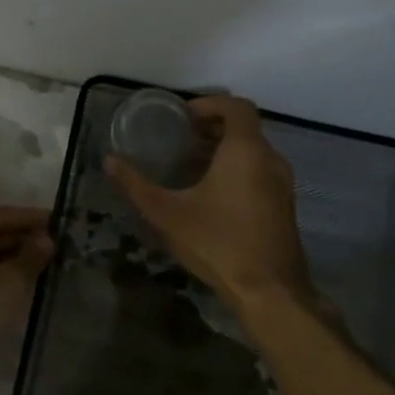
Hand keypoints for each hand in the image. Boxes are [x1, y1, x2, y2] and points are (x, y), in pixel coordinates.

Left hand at [0, 206, 54, 381]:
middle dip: (23, 238)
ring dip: (14, 258)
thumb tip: (47, 240)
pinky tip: (23, 284)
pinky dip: (1, 274)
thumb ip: (30, 258)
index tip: (58, 221)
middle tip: (56, 245)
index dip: (30, 217)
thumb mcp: (7, 283)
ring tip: (45, 264)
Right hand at [106, 95, 312, 310]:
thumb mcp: (167, 213)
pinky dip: (238, 169)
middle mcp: (270, 160)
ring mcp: (282, 184)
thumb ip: (136, 185)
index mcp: (246, 151)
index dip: (210, 103)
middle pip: (244, 128)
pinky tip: (212, 195)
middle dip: (213, 128)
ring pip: (254, 151)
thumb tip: (110, 161)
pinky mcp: (284, 206)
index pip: (236, 106)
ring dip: (225, 150)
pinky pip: (260, 172)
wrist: (269, 291)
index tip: (184, 116)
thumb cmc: (218, 243)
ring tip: (192, 165)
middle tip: (181, 139)